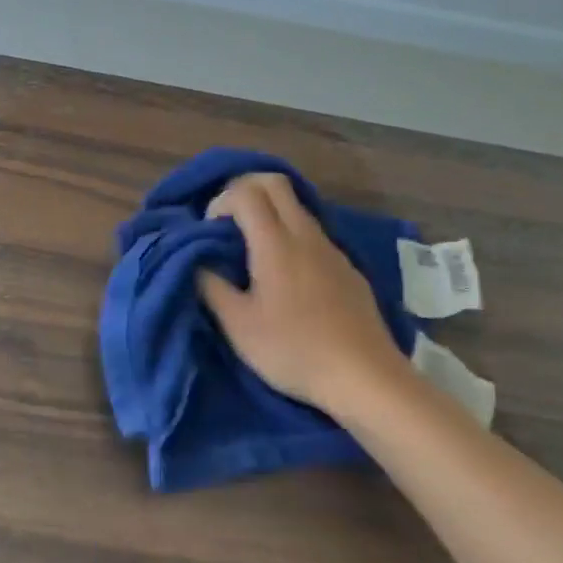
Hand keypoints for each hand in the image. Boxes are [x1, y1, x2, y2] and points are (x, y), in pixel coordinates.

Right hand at [198, 173, 408, 419]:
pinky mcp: (348, 269)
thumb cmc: (293, 350)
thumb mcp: (237, 325)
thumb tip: (197, 262)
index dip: (220, 201)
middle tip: (225, 224)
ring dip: (268, 214)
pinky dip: (290, 236)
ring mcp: (333, 251)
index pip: (246, 191)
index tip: (208, 231)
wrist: (365, 378)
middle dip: (244, 191)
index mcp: (276, 243)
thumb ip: (210, 286)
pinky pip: (313, 234)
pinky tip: (284, 278)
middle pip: (275, 184)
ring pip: (297, 208)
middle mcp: (306, 236)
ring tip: (250, 252)